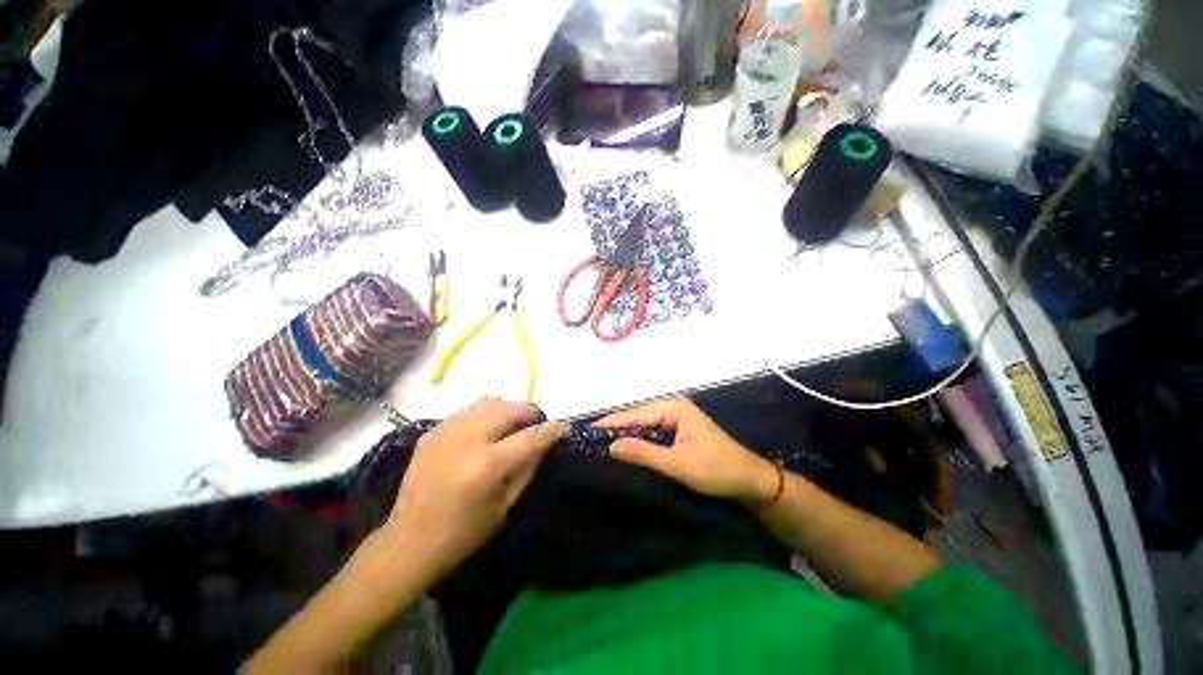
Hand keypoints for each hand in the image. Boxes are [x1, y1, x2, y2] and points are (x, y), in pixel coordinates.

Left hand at [386, 399, 565, 581]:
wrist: (408, 543)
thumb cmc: (464, 533)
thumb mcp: (505, 504)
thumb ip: (528, 467)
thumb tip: (545, 442)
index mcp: (487, 465)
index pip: (529, 436)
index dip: (550, 429)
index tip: (563, 426)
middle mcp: (467, 440)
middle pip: (508, 409)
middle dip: (528, 412)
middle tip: (535, 424)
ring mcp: (446, 432)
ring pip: (487, 403)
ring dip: (507, 409)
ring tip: (512, 423)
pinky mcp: (431, 432)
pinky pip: (467, 411)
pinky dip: (485, 414)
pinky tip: (486, 430)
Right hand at [596, 397, 777, 503]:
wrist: (749, 481)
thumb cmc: (715, 470)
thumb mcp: (677, 464)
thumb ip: (643, 453)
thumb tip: (610, 446)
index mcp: (672, 407)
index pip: (633, 413)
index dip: (609, 424)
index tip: (585, 434)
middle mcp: (671, 407)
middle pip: (636, 417)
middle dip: (615, 430)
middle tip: (589, 444)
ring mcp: (674, 419)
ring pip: (642, 426)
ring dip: (625, 437)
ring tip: (599, 448)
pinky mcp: (677, 432)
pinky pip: (651, 434)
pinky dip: (638, 442)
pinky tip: (624, 452)